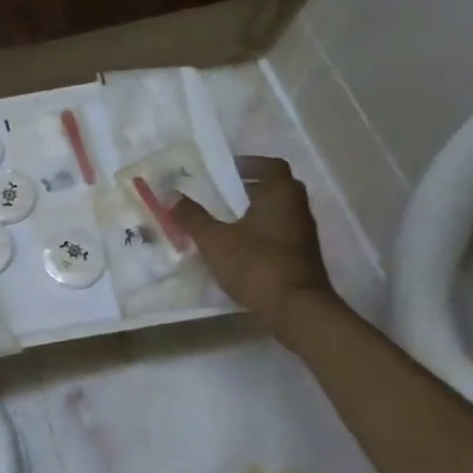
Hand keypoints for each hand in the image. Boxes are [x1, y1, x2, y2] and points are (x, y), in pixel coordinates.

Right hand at [172, 156, 335, 333]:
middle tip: (224, 192)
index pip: (272, 166)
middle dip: (252, 187)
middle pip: (277, 188)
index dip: (250, 164)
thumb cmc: (256, 264)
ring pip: (280, 212)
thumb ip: (192, 217)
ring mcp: (304, 234)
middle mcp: (297, 209)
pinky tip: (241, 247)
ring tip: (227, 220)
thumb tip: (168, 193)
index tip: (227, 169)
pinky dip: (263, 232)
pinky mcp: (303, 257)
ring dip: (257, 211)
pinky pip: (281, 233)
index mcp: (280, 195)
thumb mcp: (215, 240)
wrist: (297, 308)